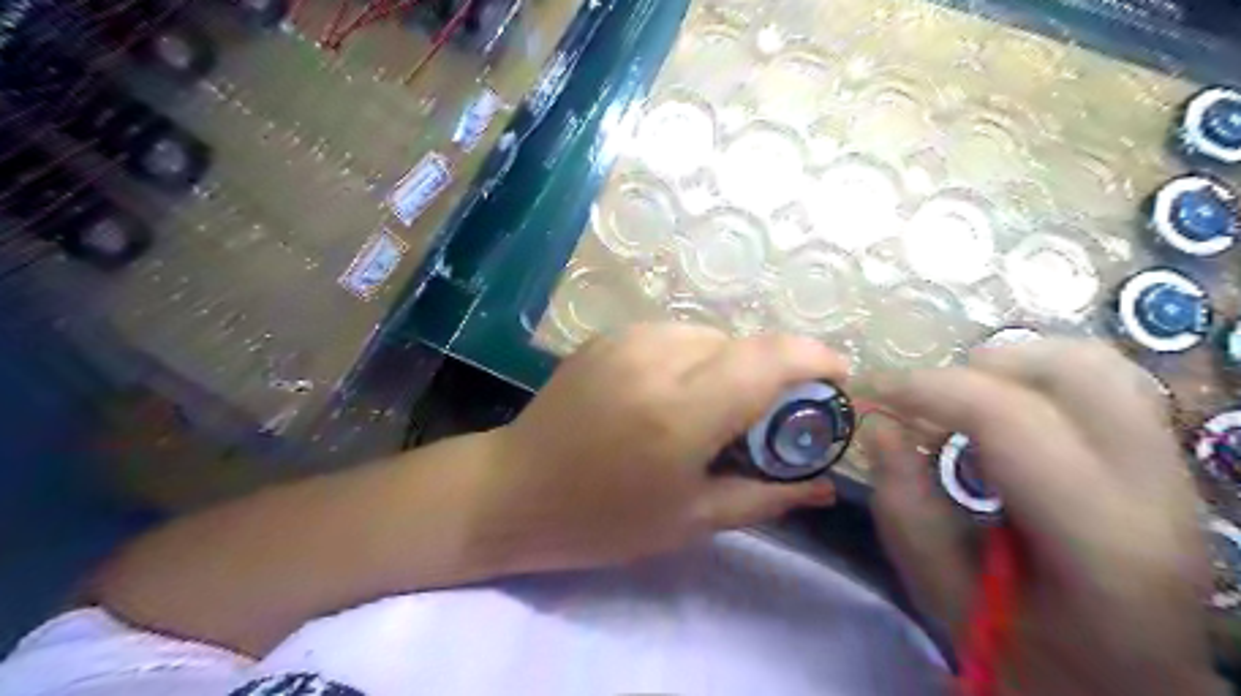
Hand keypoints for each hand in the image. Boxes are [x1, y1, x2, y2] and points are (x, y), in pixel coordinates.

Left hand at [480, 323, 847, 573]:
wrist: (514, 489)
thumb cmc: (603, 520)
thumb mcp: (692, 518)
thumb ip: (767, 495)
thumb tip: (825, 486)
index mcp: (682, 410)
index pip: (770, 358)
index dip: (815, 359)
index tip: (836, 378)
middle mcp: (657, 358)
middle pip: (743, 345)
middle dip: (770, 375)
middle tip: (766, 419)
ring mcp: (627, 339)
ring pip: (710, 336)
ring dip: (729, 367)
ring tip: (712, 411)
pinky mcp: (608, 336)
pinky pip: (674, 335)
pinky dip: (694, 359)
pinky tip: (673, 395)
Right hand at [865, 340, 1225, 695]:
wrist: (1132, 693)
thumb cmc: (1033, 659)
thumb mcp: (944, 597)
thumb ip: (905, 509)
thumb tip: (880, 428)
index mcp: (1096, 540)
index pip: (1010, 419)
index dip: (929, 389)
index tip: (875, 391)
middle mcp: (1154, 490)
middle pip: (1075, 369)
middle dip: (979, 367)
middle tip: (927, 398)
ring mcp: (1173, 470)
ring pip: (1098, 364)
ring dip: (1013, 366)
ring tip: (964, 402)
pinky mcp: (1166, 461)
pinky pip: (1106, 385)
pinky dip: (1041, 380)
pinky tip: (1006, 416)